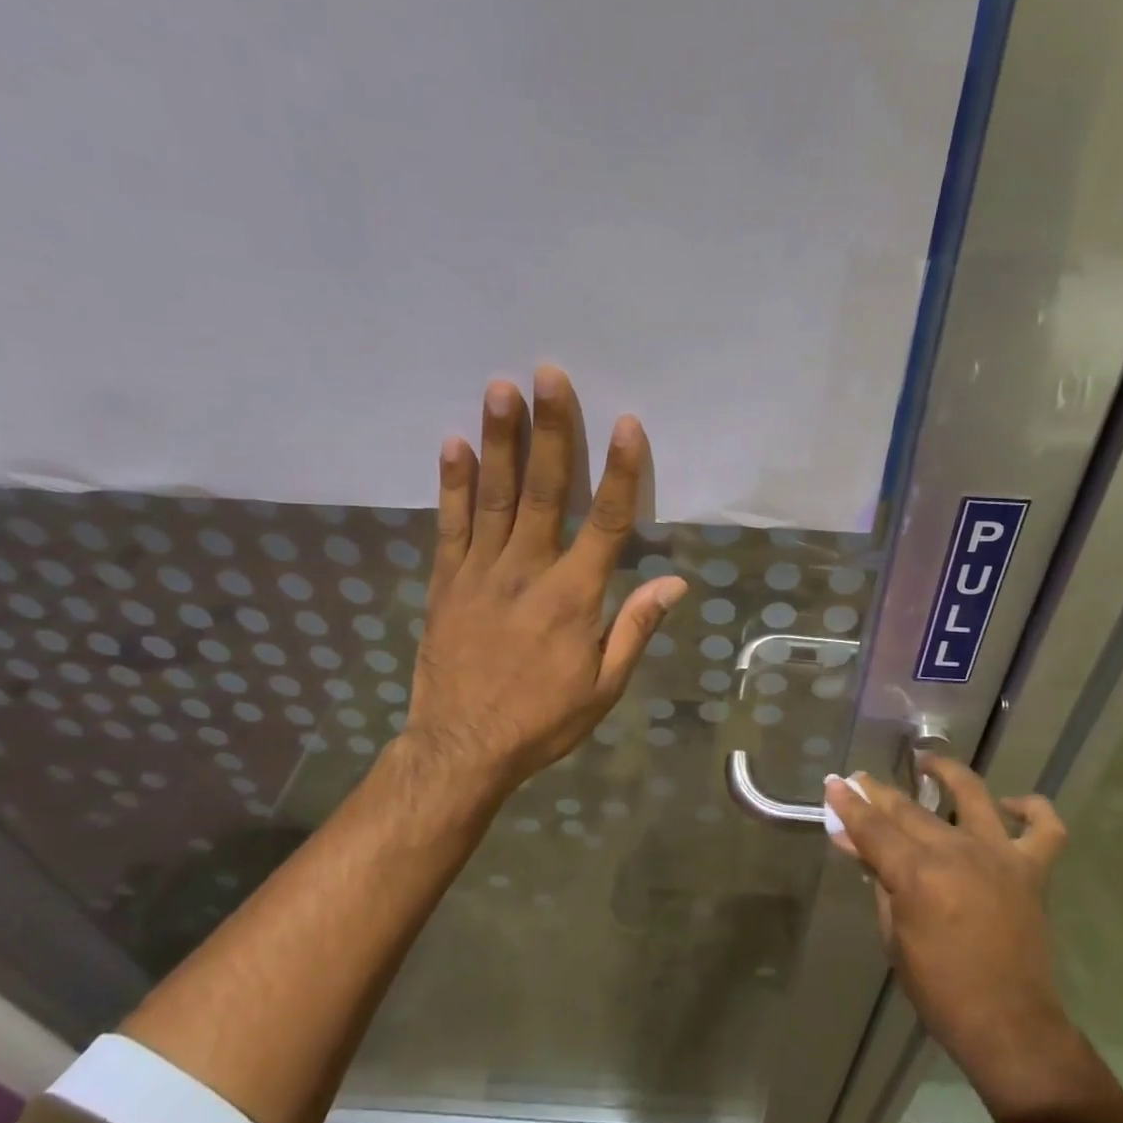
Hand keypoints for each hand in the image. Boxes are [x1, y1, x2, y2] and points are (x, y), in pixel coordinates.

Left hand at [401, 366, 686, 800]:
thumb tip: (676, 582)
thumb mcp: (604, 687)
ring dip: (500, 440)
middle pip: (545, 491)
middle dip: (551, 430)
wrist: (462, 748)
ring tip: (500, 389)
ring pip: (494, 496)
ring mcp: (480, 573)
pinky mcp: (445, 582)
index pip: (606, 522)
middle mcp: (527, 572)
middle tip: (550, 374)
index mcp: (574, 597)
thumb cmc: (543, 720)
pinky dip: (453, 484)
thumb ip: (636, 628)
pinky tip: (454, 444)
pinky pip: (450, 525)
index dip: (620, 472)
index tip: (627, 424)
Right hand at [825, 757, 1085, 1117]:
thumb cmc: (939, 989)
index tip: (834, 784)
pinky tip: (1008, 805)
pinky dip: (1031, 809)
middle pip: (909, 810)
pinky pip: (1044, 828)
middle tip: (859, 781)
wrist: (1007, 1024)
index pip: (873, 828)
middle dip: (878, 792)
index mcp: (918, 874)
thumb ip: (878, 879)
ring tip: (927, 763)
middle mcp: (958, 852)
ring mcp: (999, 856)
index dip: (849, 805)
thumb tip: (854, 842)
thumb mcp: (893, 935)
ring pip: (972, 796)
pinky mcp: (1032, 870)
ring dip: (947, 773)